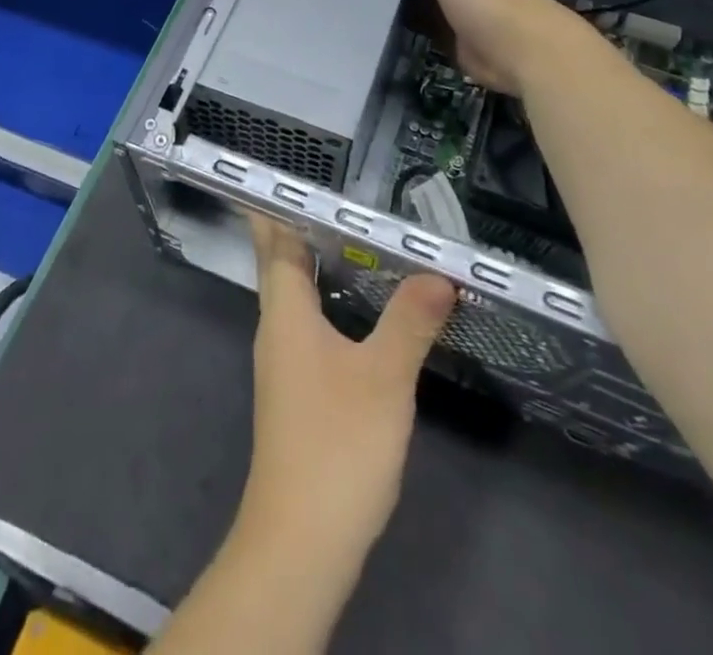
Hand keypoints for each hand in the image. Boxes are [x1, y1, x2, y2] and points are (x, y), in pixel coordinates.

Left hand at [237, 215, 455, 571]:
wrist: (301, 541)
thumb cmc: (336, 445)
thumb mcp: (384, 377)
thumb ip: (410, 321)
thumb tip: (437, 273)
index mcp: (284, 312)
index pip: (275, 240)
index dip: (280, 204)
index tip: (293, 170)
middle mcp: (277, 328)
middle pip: (283, 262)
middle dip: (302, 226)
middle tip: (338, 193)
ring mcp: (285, 361)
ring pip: (297, 295)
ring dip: (318, 264)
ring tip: (356, 236)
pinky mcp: (299, 391)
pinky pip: (310, 324)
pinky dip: (330, 301)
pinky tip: (362, 307)